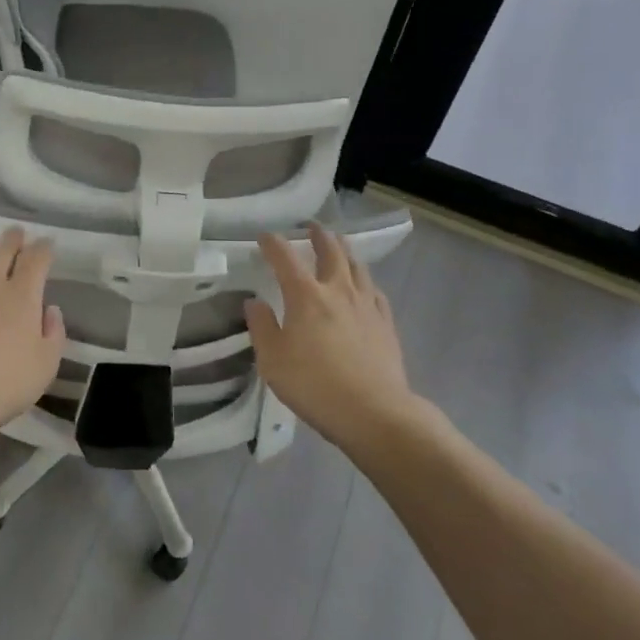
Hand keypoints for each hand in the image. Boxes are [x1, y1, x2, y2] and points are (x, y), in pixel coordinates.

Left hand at [0, 227, 65, 444]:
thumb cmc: (4, 383)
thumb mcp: (46, 365)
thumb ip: (53, 333)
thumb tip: (49, 310)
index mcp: (22, 295)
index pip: (36, 258)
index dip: (44, 248)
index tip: (48, 244)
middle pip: (3, 249)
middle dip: (13, 238)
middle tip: (16, 233)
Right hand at [245, 223, 413, 449]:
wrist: (373, 412)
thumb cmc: (314, 384)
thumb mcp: (272, 360)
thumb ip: (261, 327)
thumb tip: (254, 302)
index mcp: (305, 296)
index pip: (285, 258)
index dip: (273, 243)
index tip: (264, 236)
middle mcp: (337, 291)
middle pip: (331, 252)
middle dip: (319, 236)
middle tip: (312, 227)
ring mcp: (366, 305)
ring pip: (357, 267)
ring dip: (345, 251)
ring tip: (340, 246)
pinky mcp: (385, 324)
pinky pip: (375, 292)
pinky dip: (365, 281)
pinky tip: (364, 286)